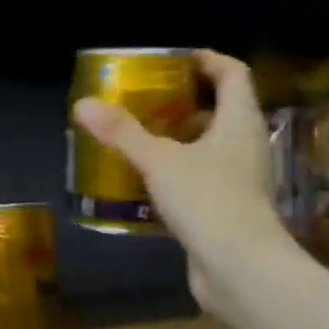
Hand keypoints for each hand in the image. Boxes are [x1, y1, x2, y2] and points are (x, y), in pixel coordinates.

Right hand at [71, 49, 289, 316]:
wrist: (241, 269)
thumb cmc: (208, 200)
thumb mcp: (158, 160)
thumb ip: (121, 132)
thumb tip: (83, 104)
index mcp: (240, 122)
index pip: (233, 74)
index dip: (208, 60)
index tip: (176, 59)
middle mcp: (246, 146)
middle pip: (222, 110)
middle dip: (186, 101)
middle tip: (147, 98)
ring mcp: (239, 180)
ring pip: (210, 146)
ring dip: (180, 138)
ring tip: (140, 136)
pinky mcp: (227, 209)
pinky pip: (201, 178)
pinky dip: (177, 171)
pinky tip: (145, 180)